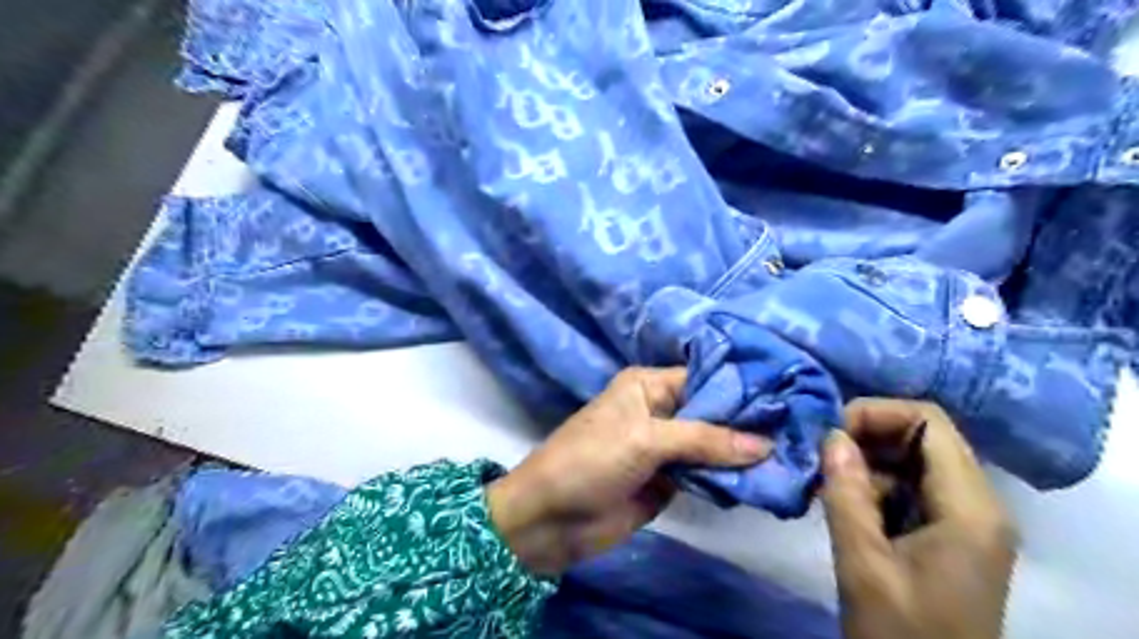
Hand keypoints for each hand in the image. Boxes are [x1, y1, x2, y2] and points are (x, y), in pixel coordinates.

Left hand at [484, 366, 769, 576]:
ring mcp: (665, 448)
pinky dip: (729, 479)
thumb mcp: (645, 439)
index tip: (788, 396)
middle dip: (748, 423)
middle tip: (801, 428)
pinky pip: (705, 476)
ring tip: (794, 454)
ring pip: (712, 446)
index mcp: (648, 386)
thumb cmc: (592, 460)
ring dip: (742, 453)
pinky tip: (764, 480)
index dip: (742, 388)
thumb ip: (705, 440)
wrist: (551, 519)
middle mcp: (660, 411)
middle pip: (712, 414)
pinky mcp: (668, 482)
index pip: (704, 379)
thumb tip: (765, 443)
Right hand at [823, 400, 1018, 638]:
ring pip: (911, 460)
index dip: (876, 413)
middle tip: (822, 457)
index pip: (928, 421)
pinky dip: (872, 485)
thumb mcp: (863, 563)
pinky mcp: (946, 533)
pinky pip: (909, 487)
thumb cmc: (901, 633)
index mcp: (969, 508)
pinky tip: (843, 504)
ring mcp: (964, 519)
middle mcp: (977, 504)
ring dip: (865, 462)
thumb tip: (830, 436)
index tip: (830, 434)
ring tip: (826, 482)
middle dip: (866, 436)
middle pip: (921, 436)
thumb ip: (846, 493)